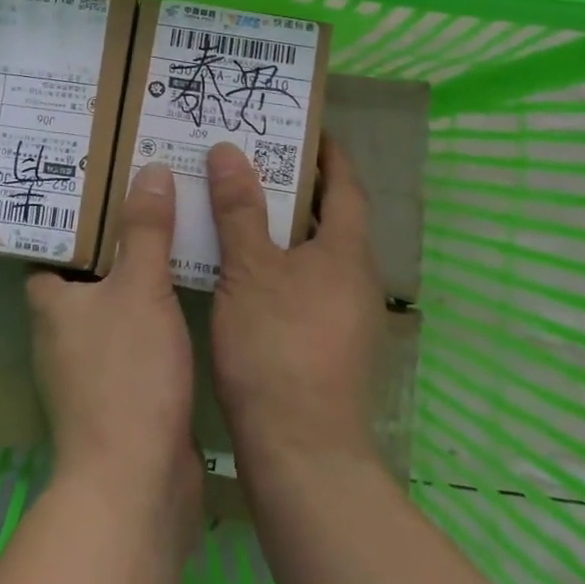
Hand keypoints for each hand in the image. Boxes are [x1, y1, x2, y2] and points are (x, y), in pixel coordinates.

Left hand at [27, 163, 200, 512]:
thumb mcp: (141, 289)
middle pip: (84, 271)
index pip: (49, 245)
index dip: (72, 215)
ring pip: (112, 304)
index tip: (102, 181)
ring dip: (136, 276)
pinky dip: (153, 314)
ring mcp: (88, 366)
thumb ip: (146, 230)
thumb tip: (150, 169)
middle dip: (113, 239)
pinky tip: (185, 293)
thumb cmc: (127, 375)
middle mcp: (60, 332)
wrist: (137, 486)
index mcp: (50, 302)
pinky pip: (134, 336)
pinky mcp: (118, 393)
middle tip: (148, 196)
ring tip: (172, 233)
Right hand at [207, 137, 383, 484]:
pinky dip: (280, 264)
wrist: (302, 455)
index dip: (328, 153)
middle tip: (253, 160)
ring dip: (285, 227)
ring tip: (240, 207)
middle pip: (331, 218)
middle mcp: (356, 279)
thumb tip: (228, 151)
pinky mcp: (329, 346)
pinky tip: (242, 270)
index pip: (346, 185)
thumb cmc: (277, 348)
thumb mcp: (249, 270)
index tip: (303, 128)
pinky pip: (306, 284)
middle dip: (298, 187)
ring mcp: (346, 316)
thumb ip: (239, 209)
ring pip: (315, 254)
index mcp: (346, 252)